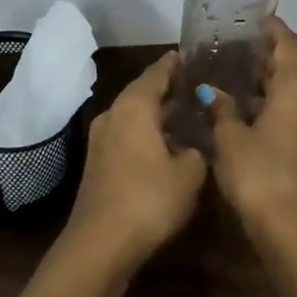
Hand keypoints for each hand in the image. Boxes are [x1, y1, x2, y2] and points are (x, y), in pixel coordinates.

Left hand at [63, 51, 207, 262]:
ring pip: (134, 116)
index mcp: (134, 107)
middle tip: (195, 83)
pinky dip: (147, 133)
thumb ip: (197, 152)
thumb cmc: (149, 198)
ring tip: (186, 112)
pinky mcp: (98, 163)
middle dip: (167, 88)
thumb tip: (194, 147)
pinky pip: (127, 135)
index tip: (192, 54)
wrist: (101, 242)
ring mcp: (101, 140)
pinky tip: (166, 144)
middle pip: (142, 93)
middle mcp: (113, 115)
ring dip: (157, 113)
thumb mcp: (189, 174)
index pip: (156, 73)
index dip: (175, 64)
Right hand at [203, 17, 296, 238]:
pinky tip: (242, 114)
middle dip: (264, 57)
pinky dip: (268, 108)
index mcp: (296, 93)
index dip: (274, 29)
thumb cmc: (260, 174)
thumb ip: (221, 109)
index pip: (288, 47)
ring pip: (289, 97)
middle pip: (290, 71)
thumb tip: (212, 91)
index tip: (255, 18)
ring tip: (232, 77)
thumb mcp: (230, 139)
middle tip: (233, 46)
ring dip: (265, 85)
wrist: (293, 231)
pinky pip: (288, 118)